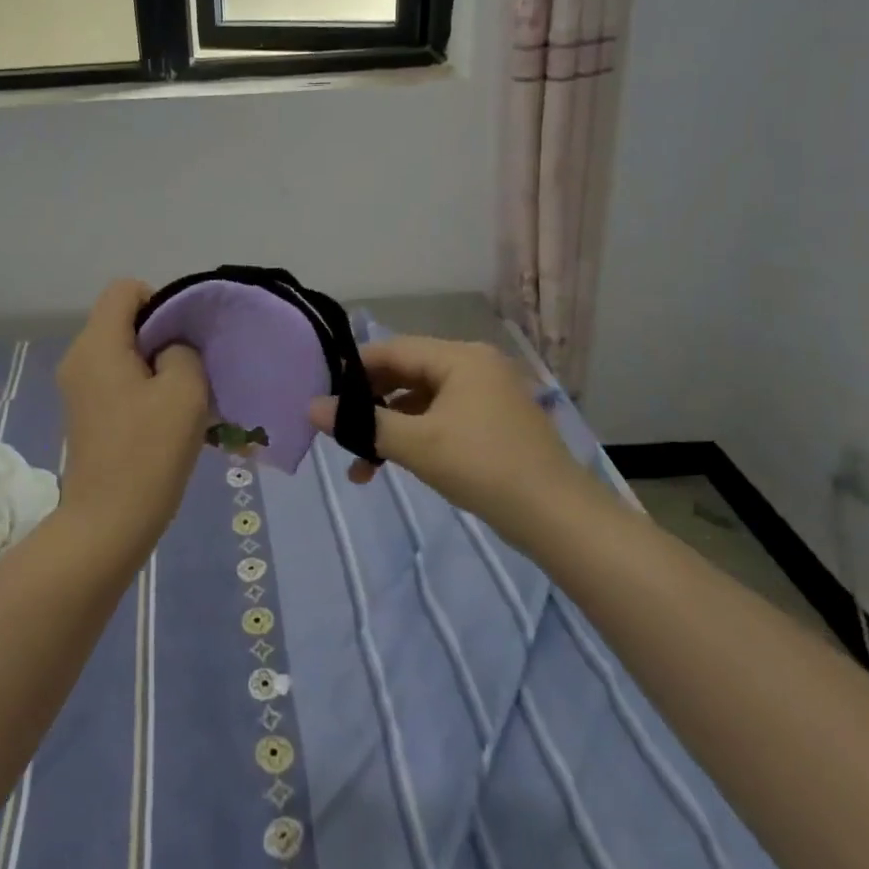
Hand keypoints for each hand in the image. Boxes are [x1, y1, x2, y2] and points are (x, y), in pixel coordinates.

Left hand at [56, 280, 209, 543]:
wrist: (108, 522)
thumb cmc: (148, 452)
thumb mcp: (184, 391)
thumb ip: (182, 351)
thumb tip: (170, 350)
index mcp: (97, 343)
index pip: (125, 288)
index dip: (160, 301)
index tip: (183, 338)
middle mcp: (79, 357)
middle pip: (123, 319)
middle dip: (161, 335)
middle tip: (191, 369)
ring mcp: (77, 387)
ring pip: (122, 352)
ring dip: (155, 365)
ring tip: (182, 397)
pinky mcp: (84, 413)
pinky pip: (115, 379)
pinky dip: (141, 387)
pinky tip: (164, 419)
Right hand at [307, 336, 588, 526]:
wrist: (557, 517)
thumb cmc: (483, 467)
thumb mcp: (416, 444)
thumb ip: (362, 423)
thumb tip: (312, 407)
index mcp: (460, 357)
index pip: (392, 350)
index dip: (353, 370)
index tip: (322, 393)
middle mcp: (473, 366)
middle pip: (405, 375)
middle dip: (369, 407)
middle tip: (338, 432)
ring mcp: (485, 396)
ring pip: (419, 402)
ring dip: (388, 429)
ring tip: (359, 466)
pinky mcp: (490, 424)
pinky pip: (439, 420)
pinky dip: (413, 439)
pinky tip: (391, 466)